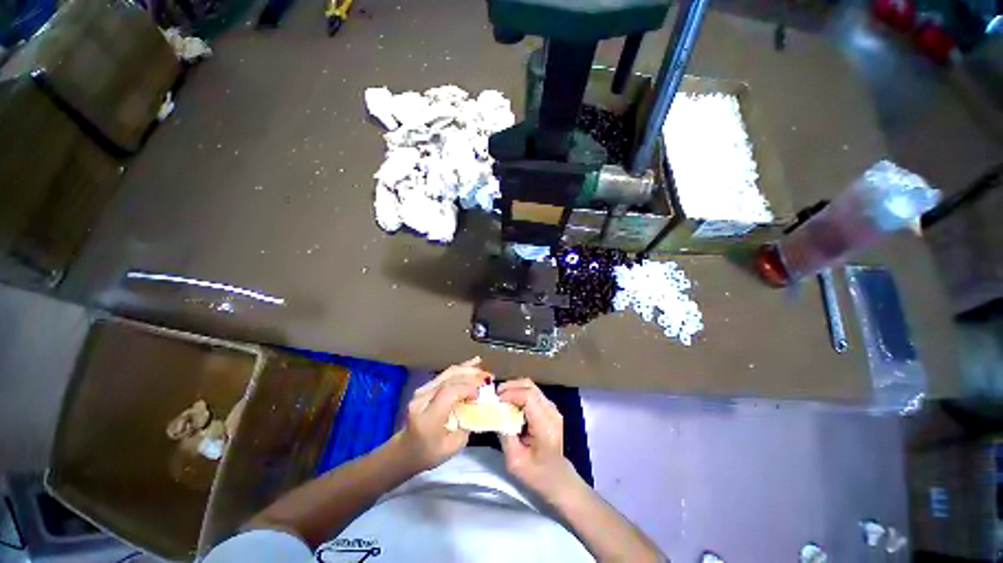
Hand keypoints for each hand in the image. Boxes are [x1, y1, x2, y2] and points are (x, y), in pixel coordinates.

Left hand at [397, 358, 488, 471]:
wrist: (405, 450)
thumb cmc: (428, 453)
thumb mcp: (452, 448)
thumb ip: (466, 426)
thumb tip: (477, 407)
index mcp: (428, 418)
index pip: (448, 392)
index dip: (467, 389)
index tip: (480, 395)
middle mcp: (422, 399)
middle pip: (449, 379)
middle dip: (471, 375)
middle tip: (489, 377)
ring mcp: (422, 391)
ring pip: (447, 373)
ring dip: (467, 369)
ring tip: (483, 369)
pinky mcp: (425, 387)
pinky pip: (445, 374)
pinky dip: (460, 369)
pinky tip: (473, 363)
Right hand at [497, 379, 578, 497]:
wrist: (558, 479)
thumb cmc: (537, 474)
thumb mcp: (515, 461)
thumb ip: (505, 435)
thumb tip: (495, 413)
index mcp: (545, 426)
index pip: (529, 396)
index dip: (510, 393)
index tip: (496, 400)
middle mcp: (552, 412)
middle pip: (530, 386)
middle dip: (510, 387)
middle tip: (495, 396)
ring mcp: (552, 408)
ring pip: (531, 386)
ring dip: (514, 389)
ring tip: (500, 399)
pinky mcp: (549, 408)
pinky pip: (532, 393)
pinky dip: (519, 393)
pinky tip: (510, 404)